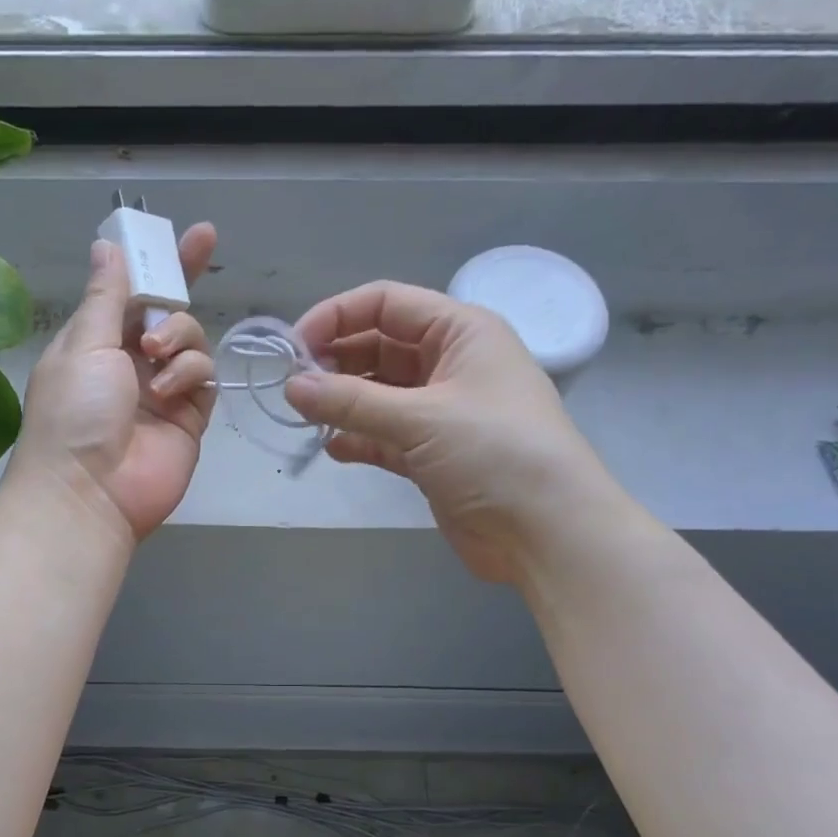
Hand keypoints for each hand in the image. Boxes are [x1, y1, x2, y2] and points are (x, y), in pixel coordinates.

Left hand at [10, 225, 218, 542]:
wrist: (88, 494)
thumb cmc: (73, 413)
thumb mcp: (83, 345)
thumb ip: (106, 295)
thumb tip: (106, 246)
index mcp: (96, 342)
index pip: (131, 291)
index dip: (157, 262)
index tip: (187, 233)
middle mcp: (130, 363)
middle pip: (168, 311)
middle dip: (182, 281)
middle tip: (203, 246)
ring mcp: (163, 391)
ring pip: (192, 340)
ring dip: (178, 335)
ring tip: (155, 356)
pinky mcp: (189, 418)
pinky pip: (203, 377)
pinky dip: (189, 373)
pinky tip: (168, 391)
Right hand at [285, 282, 622, 586]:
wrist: (547, 533)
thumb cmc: (495, 454)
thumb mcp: (421, 418)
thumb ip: (351, 402)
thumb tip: (290, 387)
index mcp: (460, 332)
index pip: (387, 304)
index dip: (337, 316)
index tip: (293, 347)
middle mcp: (450, 364)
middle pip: (379, 347)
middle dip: (335, 362)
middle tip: (293, 388)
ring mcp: (441, 412)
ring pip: (378, 394)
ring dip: (342, 402)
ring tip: (304, 417)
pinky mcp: (432, 455)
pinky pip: (384, 436)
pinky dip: (358, 439)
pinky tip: (333, 448)